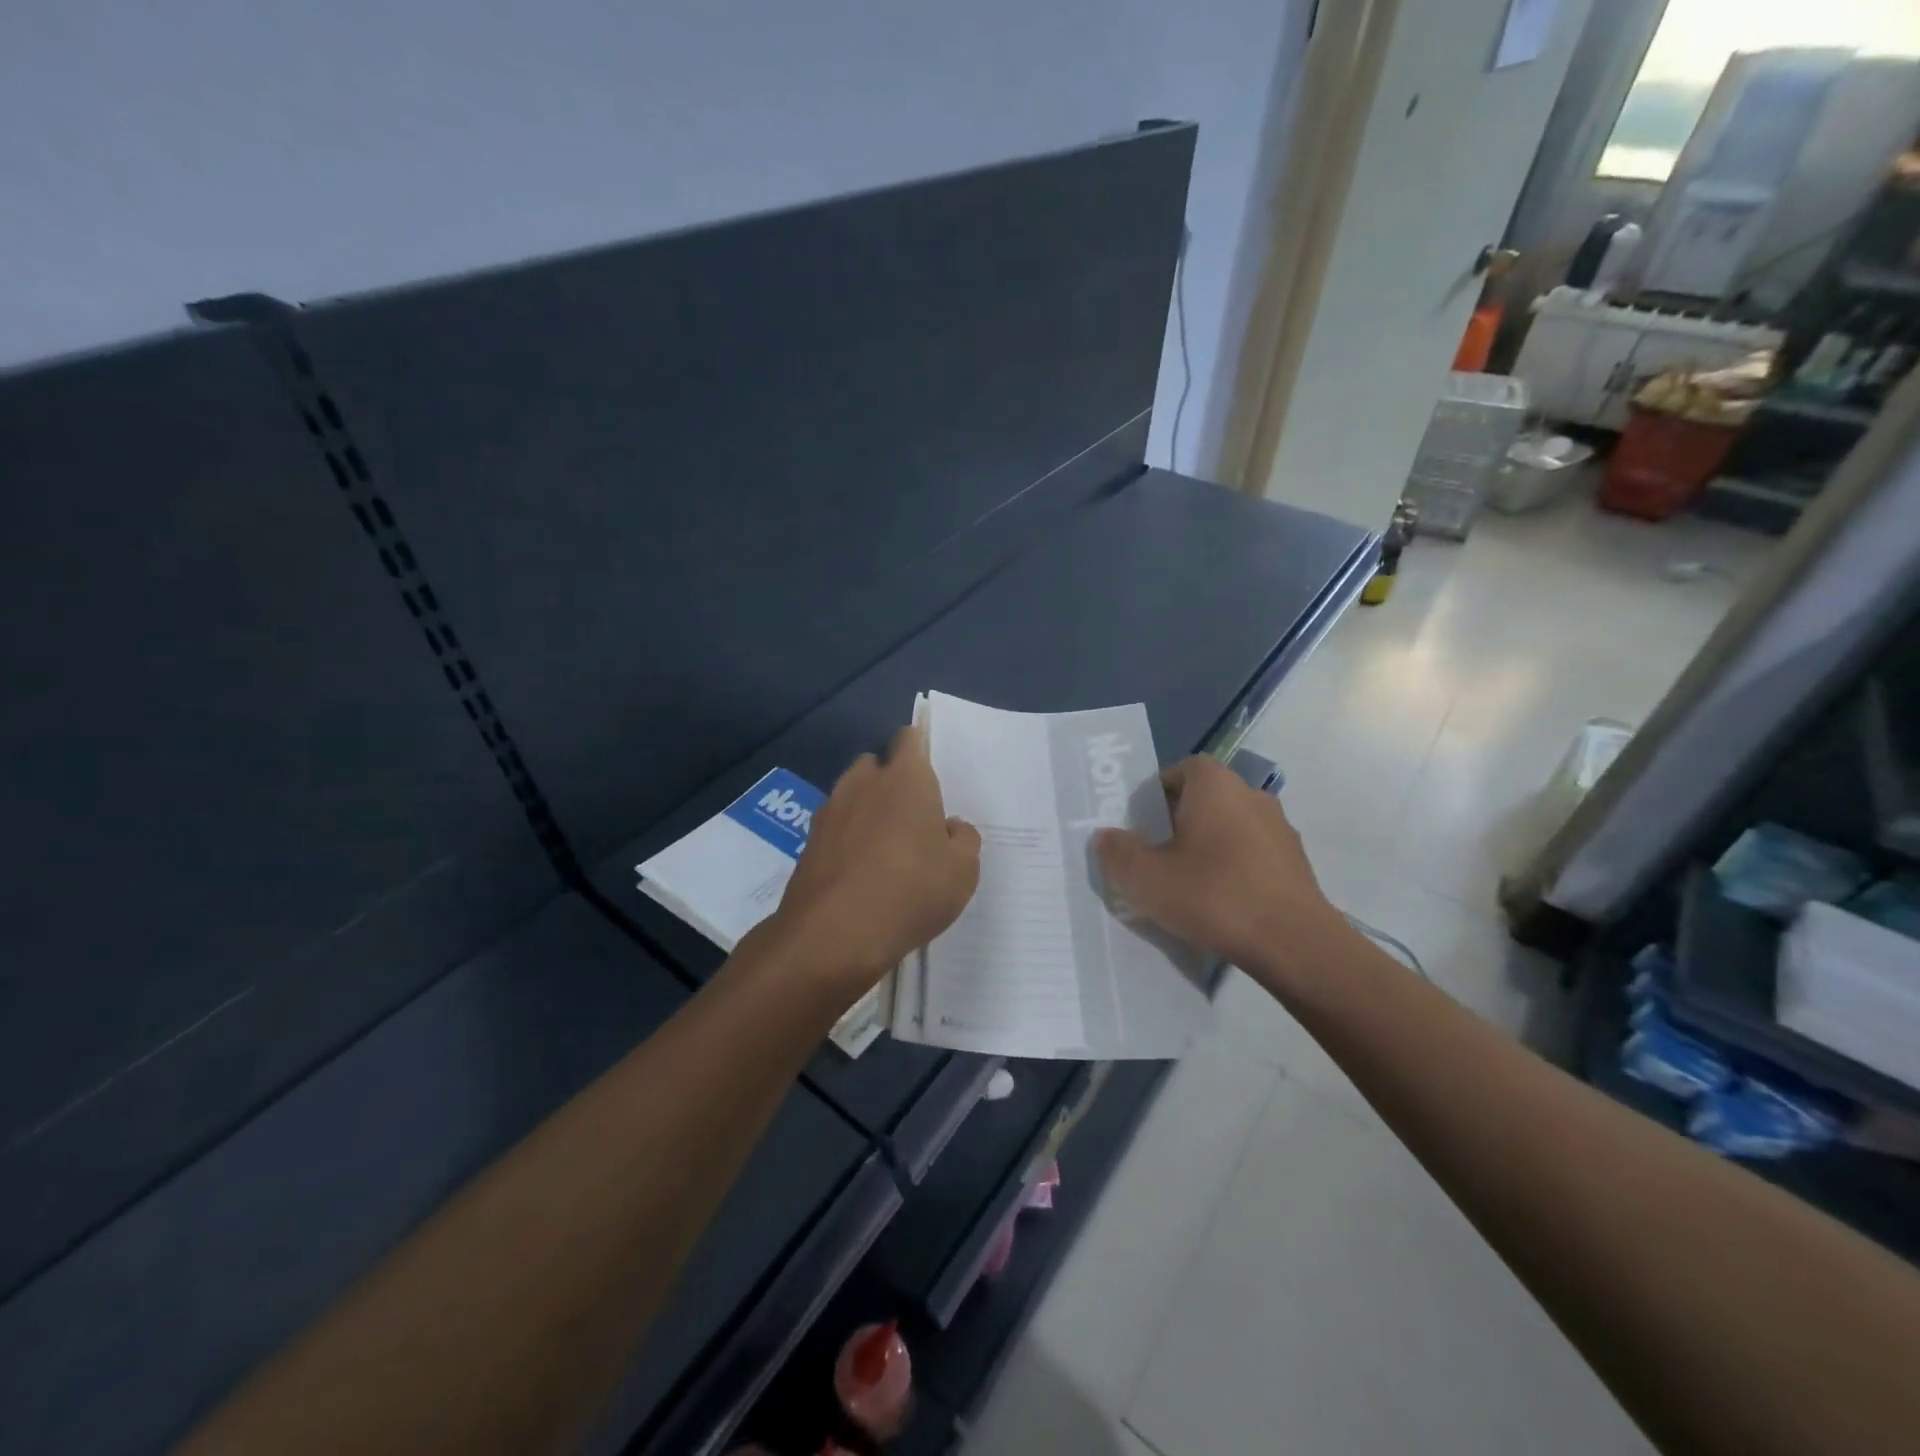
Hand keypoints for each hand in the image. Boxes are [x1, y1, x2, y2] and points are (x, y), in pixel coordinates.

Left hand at [772, 726, 980, 1002]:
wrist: (833, 936)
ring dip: (866, 814)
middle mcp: (862, 784)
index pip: (909, 739)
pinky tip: (861, 877)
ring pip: (851, 798)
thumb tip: (948, 827)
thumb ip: (963, 838)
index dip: (919, 750)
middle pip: (875, 766)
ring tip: (886, 853)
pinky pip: (835, 832)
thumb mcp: (963, 870)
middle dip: (890, 783)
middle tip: (912, 819)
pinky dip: (847, 844)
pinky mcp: (808, 845)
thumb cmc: (911, 891)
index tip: (930, 774)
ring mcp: (829, 813)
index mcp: (905, 778)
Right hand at [1093, 756, 1346, 984]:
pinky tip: (1220, 902)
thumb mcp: (1146, 878)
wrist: (1293, 943)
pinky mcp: (1296, 862)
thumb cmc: (1213, 895)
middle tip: (1155, 855)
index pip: (1180, 770)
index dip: (1156, 793)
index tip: (1140, 825)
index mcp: (1215, 785)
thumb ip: (1118, 852)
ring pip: (1229, 827)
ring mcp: (1279, 828)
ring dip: (1207, 846)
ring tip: (1186, 883)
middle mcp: (1251, 794)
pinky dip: (1233, 868)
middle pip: (1205, 798)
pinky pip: (1252, 853)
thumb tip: (1106, 836)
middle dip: (1178, 821)